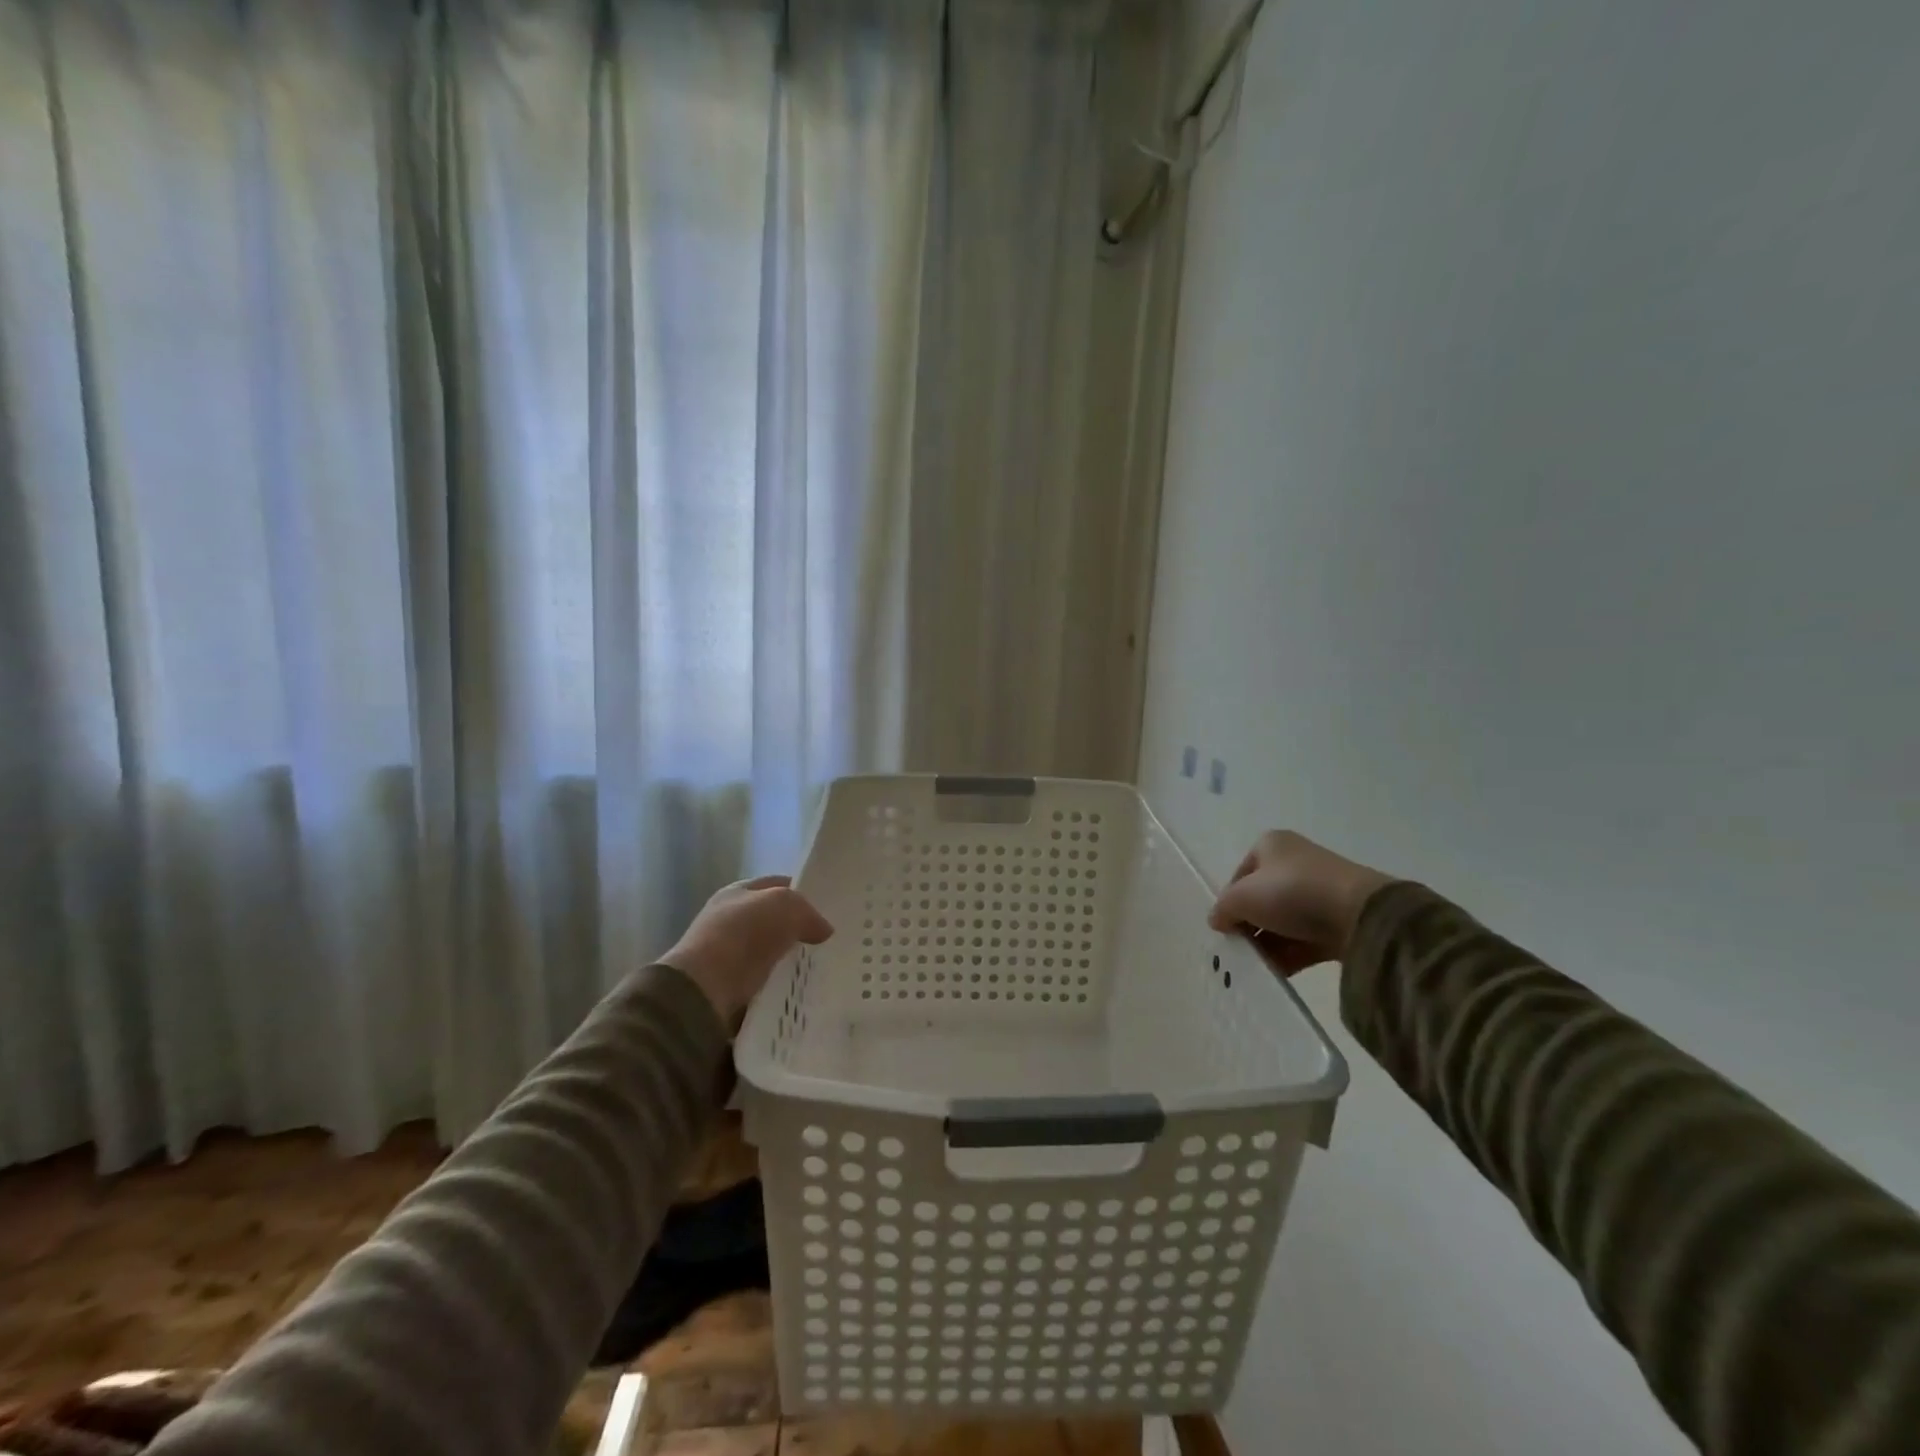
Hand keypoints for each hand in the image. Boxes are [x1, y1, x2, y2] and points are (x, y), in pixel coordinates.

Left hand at [662, 875, 833, 1027]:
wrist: (702, 990)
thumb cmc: (743, 935)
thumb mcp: (784, 906)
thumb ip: (808, 912)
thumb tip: (824, 930)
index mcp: (738, 892)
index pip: (777, 884)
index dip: (802, 891)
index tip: (829, 907)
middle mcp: (729, 919)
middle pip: (773, 920)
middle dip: (798, 928)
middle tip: (829, 940)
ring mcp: (727, 955)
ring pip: (769, 952)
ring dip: (789, 959)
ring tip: (821, 967)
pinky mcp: (728, 987)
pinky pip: (763, 982)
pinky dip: (779, 985)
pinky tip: (800, 989)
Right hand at [1207, 831, 1393, 976]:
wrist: (1359, 914)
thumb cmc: (1291, 892)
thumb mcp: (1242, 897)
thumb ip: (1223, 909)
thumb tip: (1217, 921)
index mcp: (1271, 846)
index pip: (1240, 875)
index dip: (1229, 901)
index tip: (1224, 927)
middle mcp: (1295, 863)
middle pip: (1261, 898)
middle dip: (1249, 925)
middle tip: (1238, 949)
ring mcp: (1318, 893)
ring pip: (1282, 921)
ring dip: (1267, 944)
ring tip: (1254, 966)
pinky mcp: (1336, 921)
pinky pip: (1304, 939)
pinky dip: (1289, 955)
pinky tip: (1275, 973)